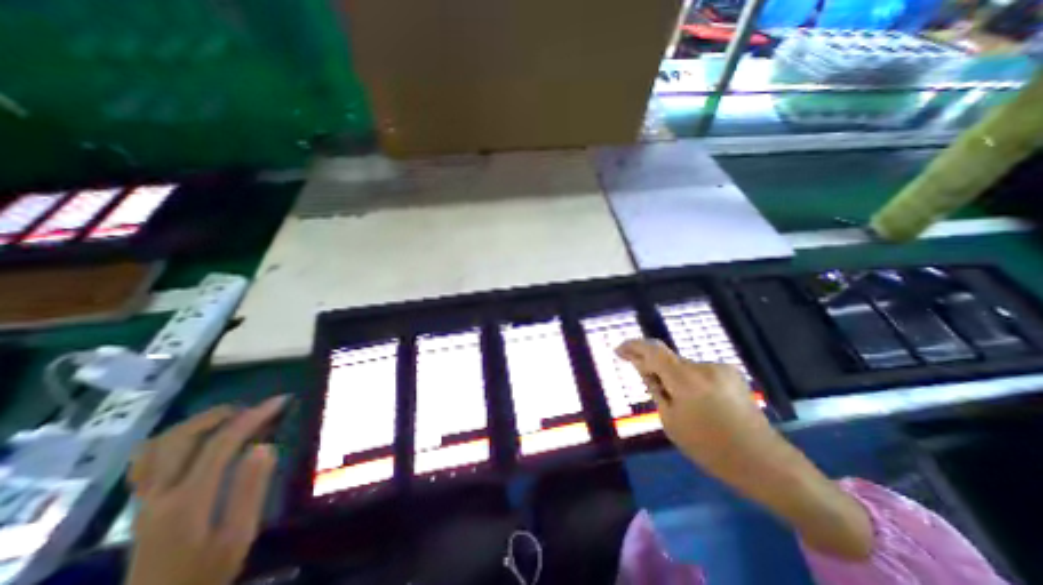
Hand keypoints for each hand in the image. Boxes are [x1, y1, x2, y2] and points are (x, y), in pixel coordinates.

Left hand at [126, 395, 288, 584]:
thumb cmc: (207, 572)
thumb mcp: (239, 535)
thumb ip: (251, 489)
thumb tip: (264, 446)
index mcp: (188, 500)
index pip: (222, 443)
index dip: (254, 416)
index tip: (281, 401)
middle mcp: (159, 494)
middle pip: (182, 437)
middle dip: (223, 414)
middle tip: (256, 408)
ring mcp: (144, 499)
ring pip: (159, 445)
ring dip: (198, 422)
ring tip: (231, 417)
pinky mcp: (141, 503)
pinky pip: (147, 460)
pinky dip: (173, 438)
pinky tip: (196, 438)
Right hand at [613, 337, 777, 478]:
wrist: (765, 462)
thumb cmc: (710, 448)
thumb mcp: (671, 421)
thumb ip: (655, 388)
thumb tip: (642, 367)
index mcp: (686, 379)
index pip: (652, 350)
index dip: (633, 346)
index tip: (619, 350)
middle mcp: (703, 366)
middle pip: (668, 359)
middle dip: (653, 368)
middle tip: (648, 386)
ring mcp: (721, 368)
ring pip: (683, 367)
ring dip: (673, 377)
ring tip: (679, 404)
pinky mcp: (732, 373)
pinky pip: (699, 371)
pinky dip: (689, 380)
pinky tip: (698, 403)